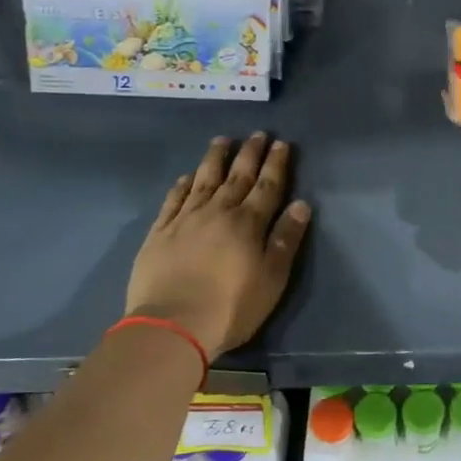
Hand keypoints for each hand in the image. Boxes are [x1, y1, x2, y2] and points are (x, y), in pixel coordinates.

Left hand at [123, 134, 311, 359]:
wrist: (171, 325)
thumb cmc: (231, 307)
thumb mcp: (272, 278)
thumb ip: (286, 240)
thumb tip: (301, 204)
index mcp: (248, 223)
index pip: (267, 186)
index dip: (276, 164)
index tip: (281, 143)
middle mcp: (218, 212)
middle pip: (237, 176)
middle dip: (250, 154)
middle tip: (258, 134)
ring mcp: (185, 220)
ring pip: (204, 180)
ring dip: (215, 159)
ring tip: (222, 140)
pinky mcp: (160, 233)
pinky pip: (173, 200)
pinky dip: (183, 184)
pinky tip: (187, 176)